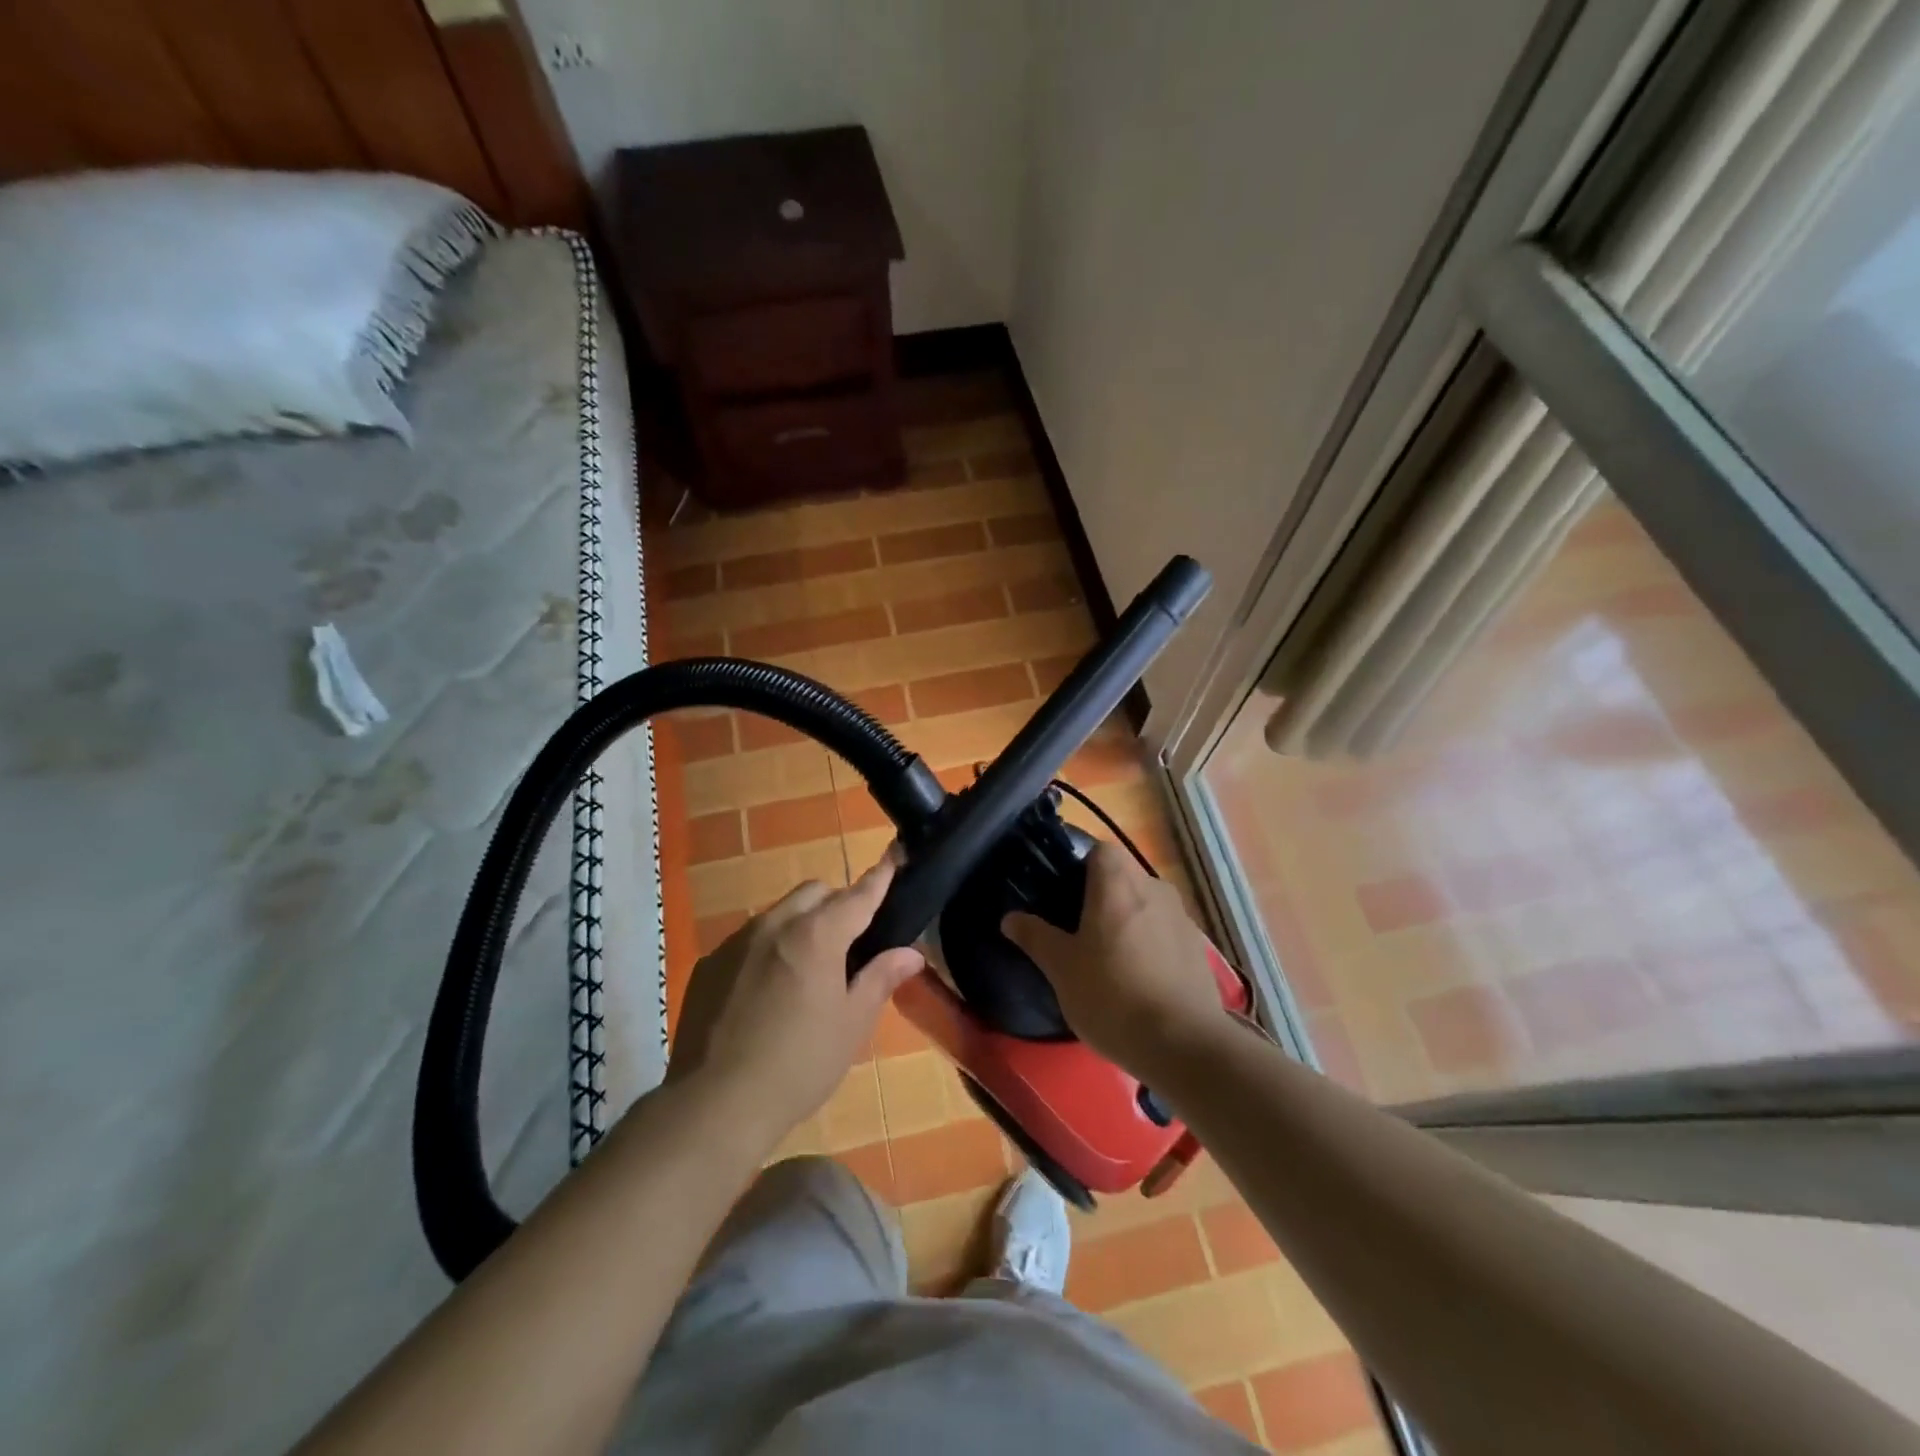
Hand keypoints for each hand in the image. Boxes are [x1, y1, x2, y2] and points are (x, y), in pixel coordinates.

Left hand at [666, 857, 924, 1148]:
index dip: (879, 878)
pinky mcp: (709, 964)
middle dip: (836, 903)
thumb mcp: (851, 1025)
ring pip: (779, 913)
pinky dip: (767, 949)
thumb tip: (910, 953)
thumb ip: (880, 980)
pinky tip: (764, 993)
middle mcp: (775, 925)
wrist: (714, 1104)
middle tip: (849, 943)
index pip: (857, 895)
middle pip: (814, 892)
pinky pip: (748, 940)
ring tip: (805, 971)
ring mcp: (736, 942)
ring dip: (800, 925)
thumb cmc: (798, 1065)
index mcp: (817, 935)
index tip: (893, 858)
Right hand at [1002, 841, 1228, 1076]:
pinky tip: (1139, 980)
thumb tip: (1010, 917)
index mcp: (1118, 883)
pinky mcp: (1199, 949)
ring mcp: (1182, 918)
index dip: (1079, 866)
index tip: (1062, 894)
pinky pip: (1165, 932)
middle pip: (1123, 876)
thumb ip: (1035, 936)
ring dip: (1128, 920)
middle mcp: (1154, 888)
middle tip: (1077, 929)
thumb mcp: (1061, 968)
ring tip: (1108, 959)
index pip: (1099, 850)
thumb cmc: (1112, 995)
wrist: (1183, 1044)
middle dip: (1102, 896)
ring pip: (1146, 905)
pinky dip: (1151, 944)